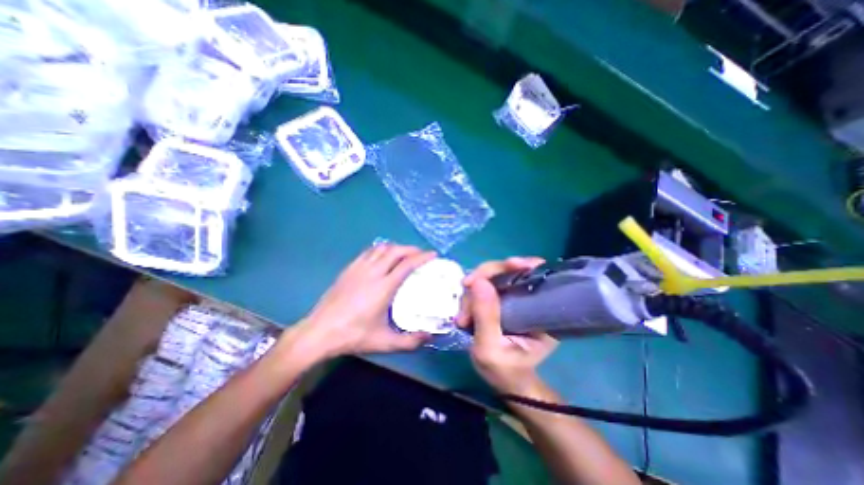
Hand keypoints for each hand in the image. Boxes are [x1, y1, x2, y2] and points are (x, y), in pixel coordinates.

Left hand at [292, 242, 439, 360]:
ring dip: (396, 247)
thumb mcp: (384, 342)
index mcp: (383, 287)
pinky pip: (369, 251)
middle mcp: (372, 272)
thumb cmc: (353, 336)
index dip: (422, 257)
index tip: (433, 255)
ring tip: (404, 254)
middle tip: (421, 254)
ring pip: (381, 248)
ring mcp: (359, 268)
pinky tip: (383, 257)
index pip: (407, 264)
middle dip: (411, 249)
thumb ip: (410, 341)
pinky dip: (381, 249)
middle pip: (395, 251)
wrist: (320, 332)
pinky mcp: (349, 269)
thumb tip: (430, 336)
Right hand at [459, 258, 560, 392]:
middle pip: (505, 271)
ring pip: (491, 278)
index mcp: (541, 310)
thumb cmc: (505, 371)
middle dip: (480, 284)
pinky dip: (471, 297)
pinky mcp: (502, 300)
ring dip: (471, 295)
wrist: (507, 382)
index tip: (483, 277)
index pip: (530, 274)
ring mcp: (515, 297)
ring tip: (463, 320)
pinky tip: (465, 315)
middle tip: (465, 309)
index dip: (509, 267)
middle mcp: (530, 297)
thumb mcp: (490, 349)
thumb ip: (486, 316)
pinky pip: (484, 287)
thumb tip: (478, 281)